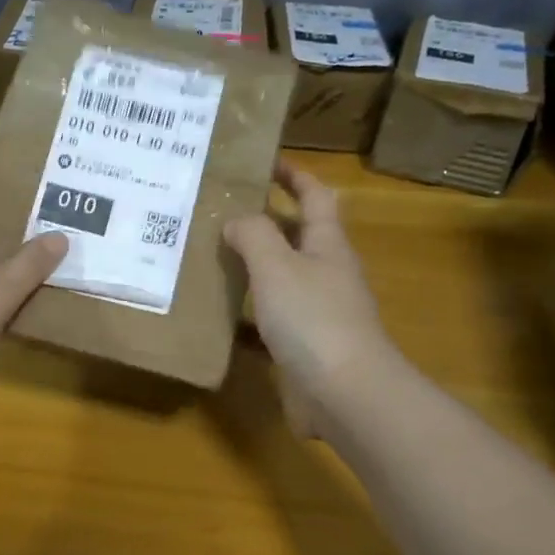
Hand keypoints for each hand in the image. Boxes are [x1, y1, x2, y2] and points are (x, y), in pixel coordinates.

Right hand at [224, 161, 402, 435]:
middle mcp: (326, 273)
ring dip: (253, 265)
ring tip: (210, 255)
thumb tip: (237, 220)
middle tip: (219, 210)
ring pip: (282, 277)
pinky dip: (248, 310)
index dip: (293, 175)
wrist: (344, 393)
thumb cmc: (313, 319)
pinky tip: (219, 313)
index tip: (263, 160)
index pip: (315, 196)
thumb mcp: (277, 266)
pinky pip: (272, 317)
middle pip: (297, 235)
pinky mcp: (305, 345)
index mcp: (327, 245)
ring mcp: (319, 311)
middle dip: (264, 220)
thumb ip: (254, 235)